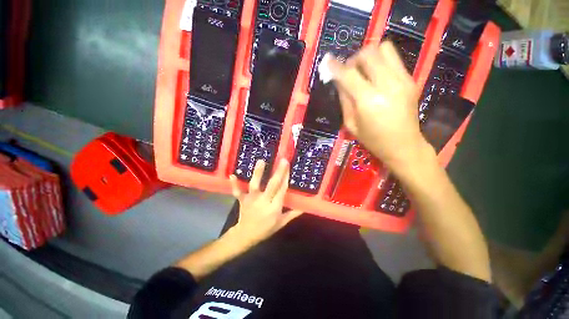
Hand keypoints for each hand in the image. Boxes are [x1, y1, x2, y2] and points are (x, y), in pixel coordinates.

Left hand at [228, 159, 302, 246]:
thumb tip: (304, 206)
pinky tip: (232, 175)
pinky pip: (238, 191)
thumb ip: (293, 213)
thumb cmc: (266, 229)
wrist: (246, 236)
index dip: (286, 178)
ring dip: (258, 173)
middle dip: (278, 172)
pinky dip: (235, 184)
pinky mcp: (242, 200)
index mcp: (274, 207)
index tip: (289, 167)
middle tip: (283, 160)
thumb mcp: (281, 223)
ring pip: (255, 185)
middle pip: (272, 185)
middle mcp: (264, 201)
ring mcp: (252, 200)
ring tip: (261, 161)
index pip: (282, 190)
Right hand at [325, 42, 431, 169]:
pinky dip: (380, 61)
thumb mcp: (351, 124)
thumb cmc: (372, 139)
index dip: (335, 66)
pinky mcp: (410, 79)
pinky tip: (376, 76)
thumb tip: (338, 80)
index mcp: (368, 101)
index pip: (348, 75)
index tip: (327, 62)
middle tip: (349, 72)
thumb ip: (344, 100)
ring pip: (383, 48)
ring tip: (364, 71)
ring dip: (369, 56)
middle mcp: (387, 85)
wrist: (403, 145)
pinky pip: (394, 58)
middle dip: (353, 59)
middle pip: (368, 53)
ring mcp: (402, 79)